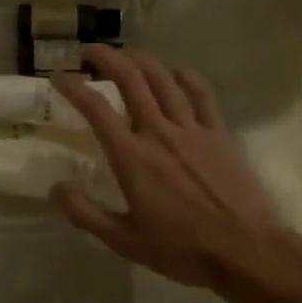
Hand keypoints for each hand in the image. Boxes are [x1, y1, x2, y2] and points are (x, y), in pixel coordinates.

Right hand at [49, 46, 281, 288]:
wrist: (245, 250)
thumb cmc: (181, 249)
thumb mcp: (124, 241)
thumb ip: (85, 213)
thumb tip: (56, 187)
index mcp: (132, 156)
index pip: (96, 108)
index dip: (73, 86)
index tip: (58, 76)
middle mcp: (158, 132)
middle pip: (130, 79)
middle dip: (106, 57)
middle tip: (89, 52)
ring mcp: (191, 128)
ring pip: (162, 78)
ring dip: (140, 59)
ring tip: (125, 55)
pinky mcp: (218, 132)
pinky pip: (200, 93)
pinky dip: (184, 75)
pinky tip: (174, 71)